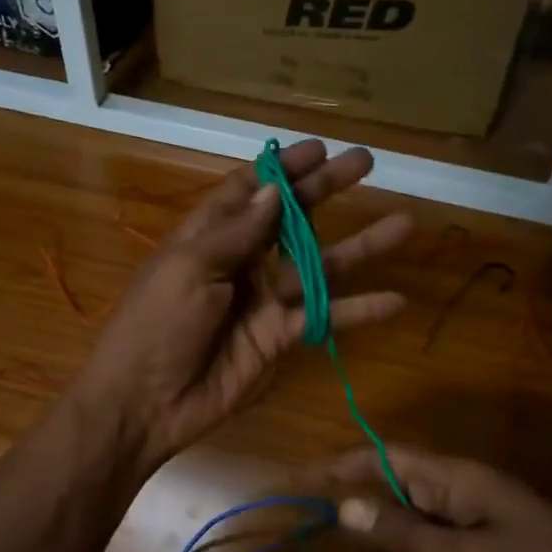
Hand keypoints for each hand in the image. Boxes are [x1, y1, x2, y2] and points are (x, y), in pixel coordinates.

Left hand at [74, 140, 411, 473]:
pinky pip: (325, 317)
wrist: (147, 402)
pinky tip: (395, 300)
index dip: (282, 169)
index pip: (250, 190)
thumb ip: (237, 232)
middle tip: (367, 163)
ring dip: (360, 246)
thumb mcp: (189, 268)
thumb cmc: (157, 325)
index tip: (318, 149)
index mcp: (209, 236)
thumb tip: (274, 189)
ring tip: (405, 224)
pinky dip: (358, 310)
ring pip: (320, 266)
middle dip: (326, 190)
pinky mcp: (280, 337)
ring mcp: (264, 300)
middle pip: (291, 219)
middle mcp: (241, 261)